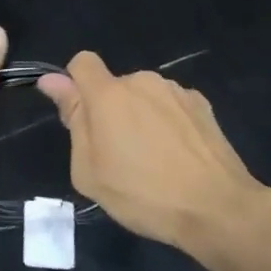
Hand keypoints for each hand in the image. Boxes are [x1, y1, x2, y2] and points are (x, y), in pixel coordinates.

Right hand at [39, 52, 264, 252]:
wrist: (218, 208)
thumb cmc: (143, 194)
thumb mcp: (90, 170)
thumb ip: (73, 119)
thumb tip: (53, 81)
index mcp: (109, 94)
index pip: (82, 62)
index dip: (75, 83)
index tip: (81, 116)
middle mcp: (142, 81)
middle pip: (115, 86)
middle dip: (112, 111)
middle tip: (120, 156)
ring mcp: (176, 91)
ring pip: (145, 97)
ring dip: (142, 117)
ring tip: (155, 161)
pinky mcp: (202, 105)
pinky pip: (172, 107)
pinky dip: (169, 124)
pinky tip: (181, 158)